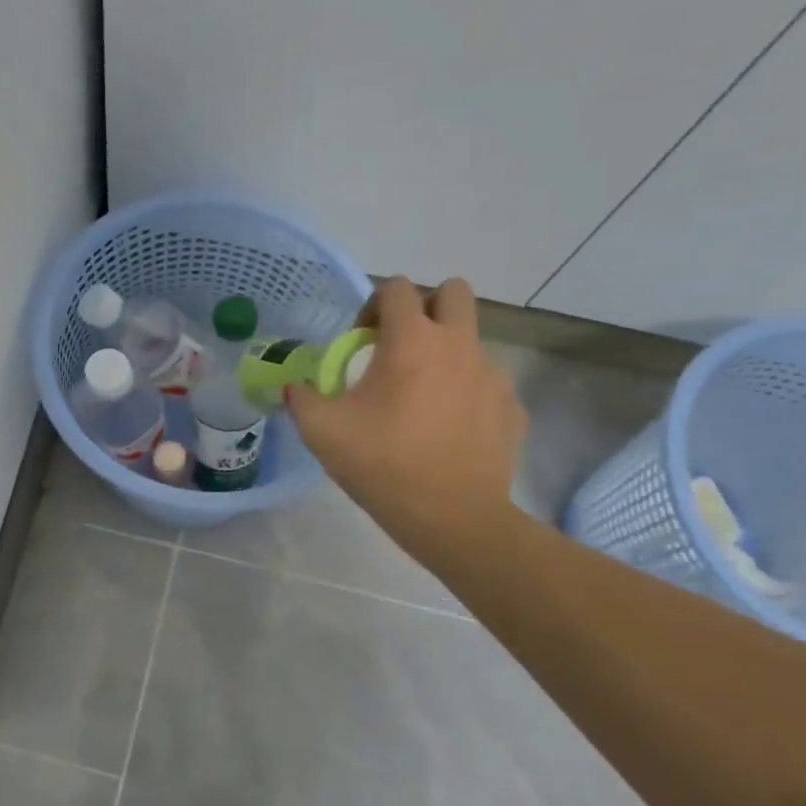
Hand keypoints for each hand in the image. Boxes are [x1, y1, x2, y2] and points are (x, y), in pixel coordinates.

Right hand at [287, 277, 525, 556]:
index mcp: (412, 341)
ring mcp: (492, 374)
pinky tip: (448, 431)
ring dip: (446, 354)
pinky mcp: (511, 406)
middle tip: (403, 348)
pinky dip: (467, 394)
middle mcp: (458, 345)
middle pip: (453, 292)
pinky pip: (487, 383)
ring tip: (423, 401)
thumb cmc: (383, 464)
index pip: (397, 288)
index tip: (361, 340)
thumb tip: (293, 387)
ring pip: (471, 340)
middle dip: (426, 308)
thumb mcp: (322, 432)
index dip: (373, 305)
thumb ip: (301, 399)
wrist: (451, 516)